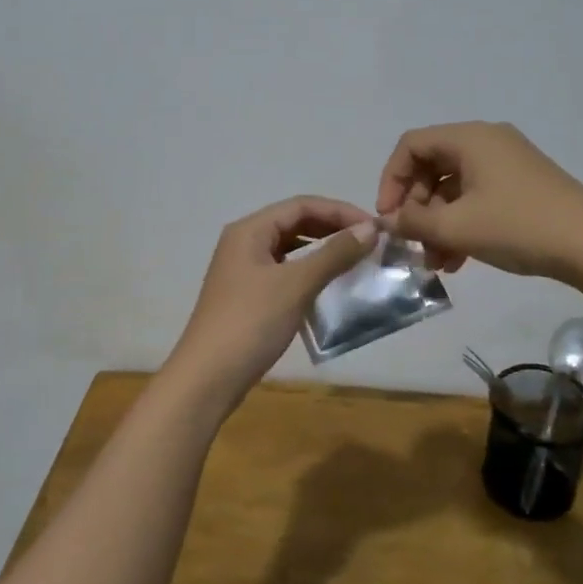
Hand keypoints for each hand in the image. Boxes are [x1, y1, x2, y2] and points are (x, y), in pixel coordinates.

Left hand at [167, 196, 377, 402]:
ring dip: (322, 250)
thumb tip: (370, 229)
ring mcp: (243, 270)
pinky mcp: (248, 295)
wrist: (208, 378)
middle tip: (369, 243)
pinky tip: (329, 286)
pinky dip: (309, 272)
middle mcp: (244, 242)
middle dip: (332, 228)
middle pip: (295, 222)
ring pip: (290, 248)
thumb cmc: (251, 322)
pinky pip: (285, 271)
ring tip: (355, 260)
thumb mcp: (296, 285)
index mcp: (250, 230)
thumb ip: (334, 254)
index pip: (302, 205)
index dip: (340, 211)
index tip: (374, 228)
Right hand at [375, 121, 582, 279]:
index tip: (390, 217)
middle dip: (417, 207)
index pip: (411, 145)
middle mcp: (488, 142)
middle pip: (432, 165)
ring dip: (438, 223)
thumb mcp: (457, 227)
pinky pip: (478, 197)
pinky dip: (462, 224)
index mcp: (470, 138)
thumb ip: (414, 222)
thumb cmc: (518, 226)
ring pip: (455, 187)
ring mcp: (508, 163)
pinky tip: (459, 261)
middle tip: (412, 243)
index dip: (391, 180)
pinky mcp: (523, 185)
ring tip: (435, 262)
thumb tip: (389, 221)